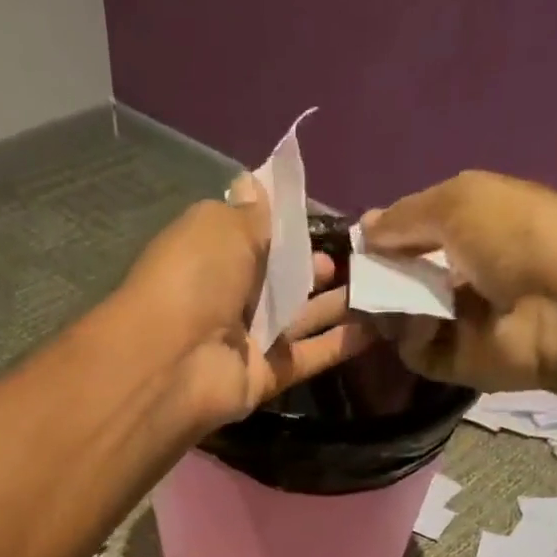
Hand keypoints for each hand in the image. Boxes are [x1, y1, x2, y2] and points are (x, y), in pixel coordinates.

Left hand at [125, 177, 374, 428]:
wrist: (176, 362)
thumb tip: (255, 180)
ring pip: (299, 318)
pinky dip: (340, 345)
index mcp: (213, 254)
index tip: (327, 217)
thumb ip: (252, 214)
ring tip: (380, 284)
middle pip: (281, 279)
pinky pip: (308, 356)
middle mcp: (230, 296)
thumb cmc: (195, 278)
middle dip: (316, 267)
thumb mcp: (222, 226)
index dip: (289, 226)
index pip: (256, 236)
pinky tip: (377, 329)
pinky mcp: (266, 376)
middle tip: (361, 256)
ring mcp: (249, 339)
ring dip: (335, 304)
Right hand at [360, 171, 556, 391]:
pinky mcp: (456, 362)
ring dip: (388, 308)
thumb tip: (364, 228)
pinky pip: (416, 351)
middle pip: (403, 280)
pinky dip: (413, 337)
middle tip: (353, 281)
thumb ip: (406, 215)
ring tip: (383, 301)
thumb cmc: (516, 236)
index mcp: (472, 229)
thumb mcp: (460, 201)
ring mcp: (459, 322)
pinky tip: (425, 324)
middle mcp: (463, 275)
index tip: (358, 245)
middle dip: (376, 279)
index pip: (416, 235)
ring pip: (403, 317)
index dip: (386, 238)